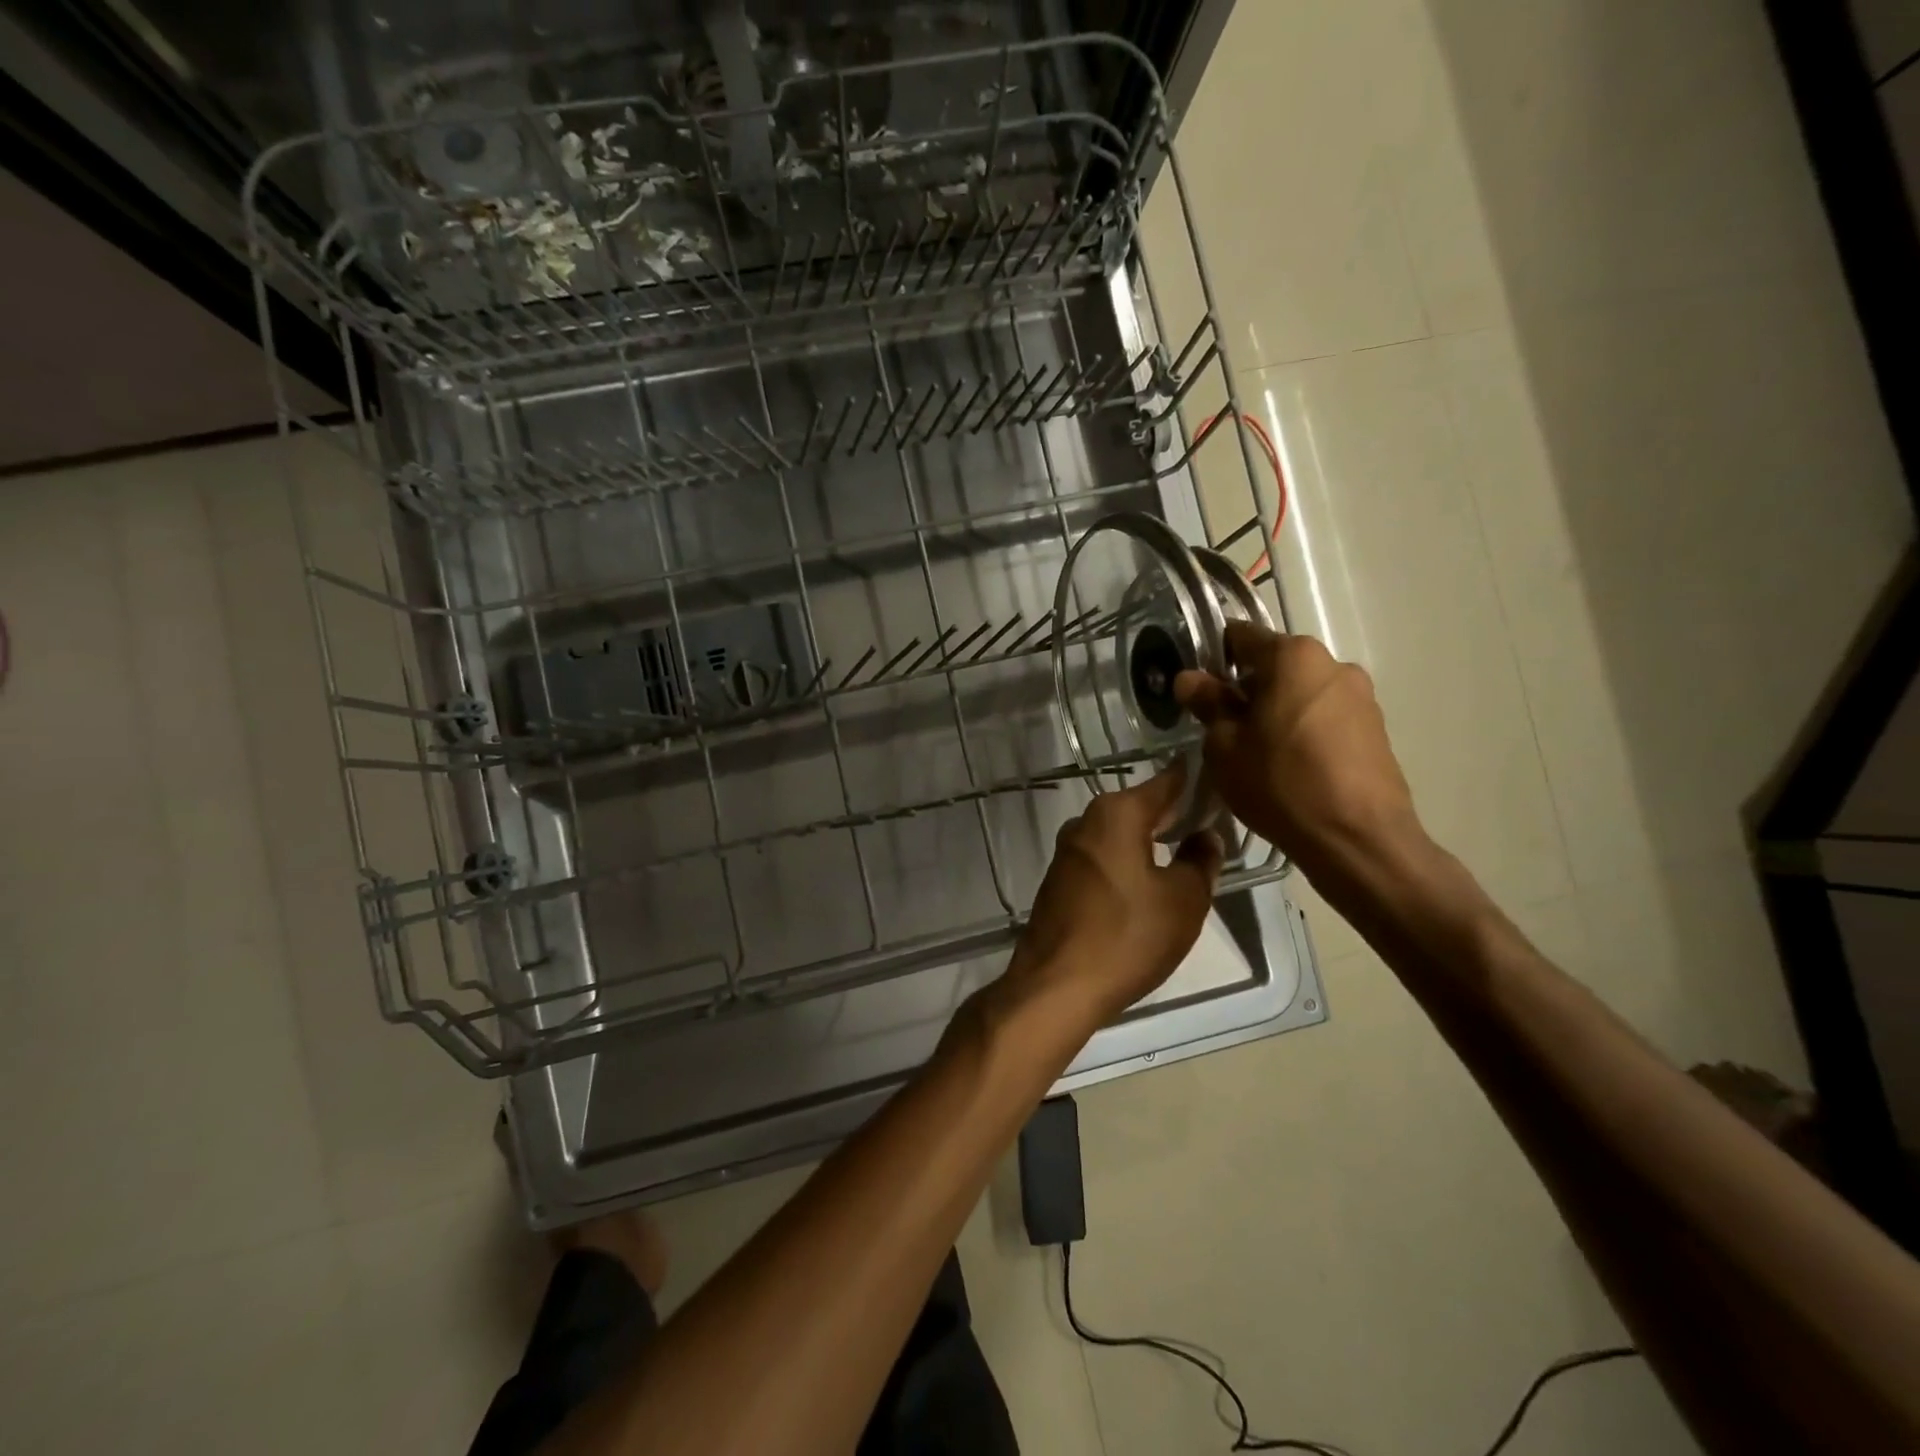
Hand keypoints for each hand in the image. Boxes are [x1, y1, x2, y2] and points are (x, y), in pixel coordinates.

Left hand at [1008, 765, 1222, 1028]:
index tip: (1223, 783)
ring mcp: (1068, 851)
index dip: (1197, 780)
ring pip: (1121, 833)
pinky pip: (1104, 857)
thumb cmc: (1128, 937)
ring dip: (1151, 840)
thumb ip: (1200, 860)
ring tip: (1188, 856)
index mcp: (1116, 813)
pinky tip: (1149, 882)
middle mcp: (1086, 821)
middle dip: (1176, 814)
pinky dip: (1128, 861)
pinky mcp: (1060, 879)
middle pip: (1141, 807)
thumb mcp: (1183, 899)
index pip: (1167, 781)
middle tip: (1214, 826)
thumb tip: (1205, 836)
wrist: (1056, 986)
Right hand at [1174, 623, 1425, 878]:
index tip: (1198, 691)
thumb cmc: (1280, 783)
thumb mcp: (1225, 746)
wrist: (1357, 838)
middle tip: (1223, 729)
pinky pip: (1325, 716)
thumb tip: (1189, 679)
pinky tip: (1292, 767)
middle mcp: (1332, 663)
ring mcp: (1360, 695)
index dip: (1211, 659)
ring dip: (1276, 710)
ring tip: (1258, 753)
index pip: (1239, 636)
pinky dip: (1303, 730)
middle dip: (1246, 688)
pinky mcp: (1376, 727)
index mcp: (1292, 656)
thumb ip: (1208, 704)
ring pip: (1300, 692)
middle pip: (1274, 665)